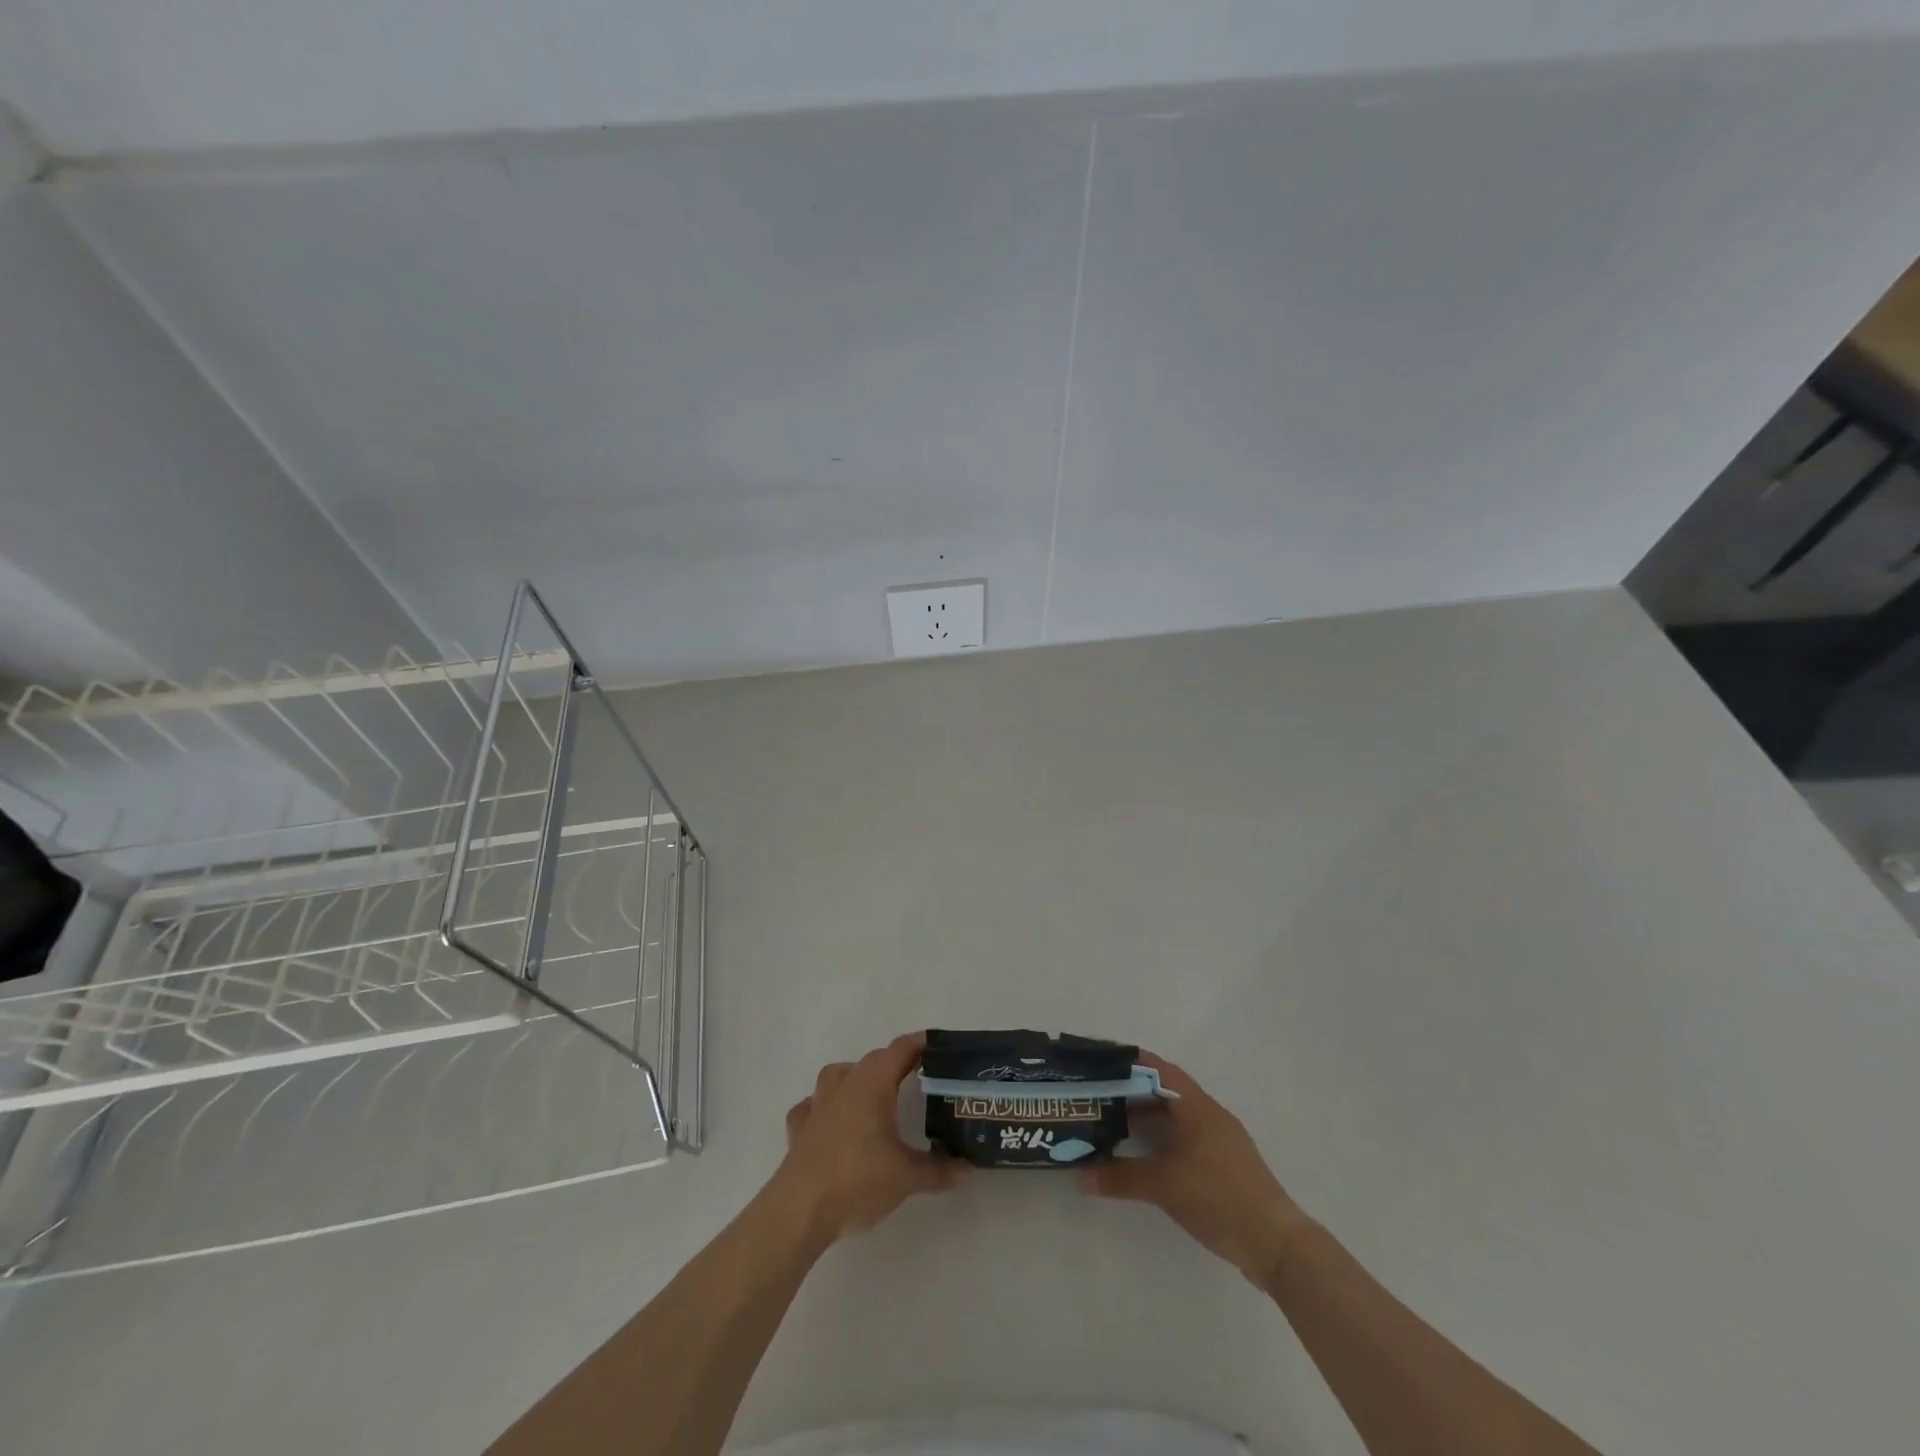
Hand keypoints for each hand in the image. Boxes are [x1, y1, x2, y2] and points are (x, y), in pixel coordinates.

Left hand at [770, 1032, 968, 1245]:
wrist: (800, 1210)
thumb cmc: (858, 1180)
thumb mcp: (907, 1177)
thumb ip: (940, 1170)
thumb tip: (969, 1169)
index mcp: (873, 1084)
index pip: (900, 1050)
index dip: (919, 1044)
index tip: (938, 1046)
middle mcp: (845, 1085)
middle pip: (872, 1060)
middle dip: (894, 1063)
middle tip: (917, 1077)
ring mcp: (818, 1105)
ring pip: (837, 1074)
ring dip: (856, 1077)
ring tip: (872, 1094)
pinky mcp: (800, 1129)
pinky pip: (811, 1106)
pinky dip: (823, 1107)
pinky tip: (830, 1121)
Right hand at [1078, 1051, 1311, 1287]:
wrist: (1276, 1244)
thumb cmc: (1218, 1197)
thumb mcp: (1164, 1185)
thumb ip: (1120, 1177)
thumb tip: (1080, 1176)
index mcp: (1197, 1106)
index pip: (1159, 1069)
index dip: (1130, 1062)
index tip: (1101, 1062)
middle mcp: (1209, 1115)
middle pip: (1164, 1092)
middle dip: (1131, 1092)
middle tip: (1097, 1096)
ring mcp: (1219, 1141)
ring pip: (1175, 1117)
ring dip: (1146, 1118)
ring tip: (1112, 1124)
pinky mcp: (1223, 1166)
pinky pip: (1184, 1138)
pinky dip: (1161, 1140)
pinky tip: (1143, 1156)